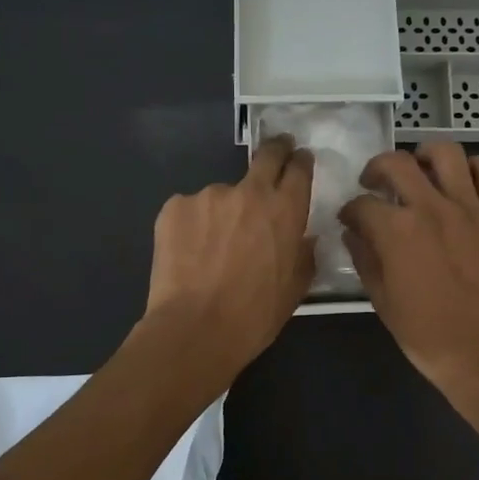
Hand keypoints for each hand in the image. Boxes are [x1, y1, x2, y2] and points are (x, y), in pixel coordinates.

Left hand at [143, 135, 316, 372]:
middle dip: (275, 150)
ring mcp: (208, 195)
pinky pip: (191, 210)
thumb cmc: (254, 315)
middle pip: (266, 155)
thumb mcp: (295, 288)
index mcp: (285, 210)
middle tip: (275, 153)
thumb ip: (303, 254)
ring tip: (213, 246)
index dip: (300, 161)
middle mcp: (249, 192)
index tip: (299, 159)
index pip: (299, 168)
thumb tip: (303, 239)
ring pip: (222, 194)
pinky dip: (193, 225)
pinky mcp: (175, 206)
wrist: (195, 329)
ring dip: (224, 210)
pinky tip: (189, 254)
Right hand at [338, 142, 478, 400]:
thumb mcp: (381, 300)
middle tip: (375, 184)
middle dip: (376, 169)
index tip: (350, 219)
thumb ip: (364, 258)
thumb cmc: (426, 334)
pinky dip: (474, 168)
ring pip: (447, 153)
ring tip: (420, 170)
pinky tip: (462, 181)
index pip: (362, 204)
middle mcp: (432, 208)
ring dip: (426, 154)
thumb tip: (353, 233)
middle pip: (397, 163)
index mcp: (397, 231)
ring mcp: (470, 208)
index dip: (350, 210)